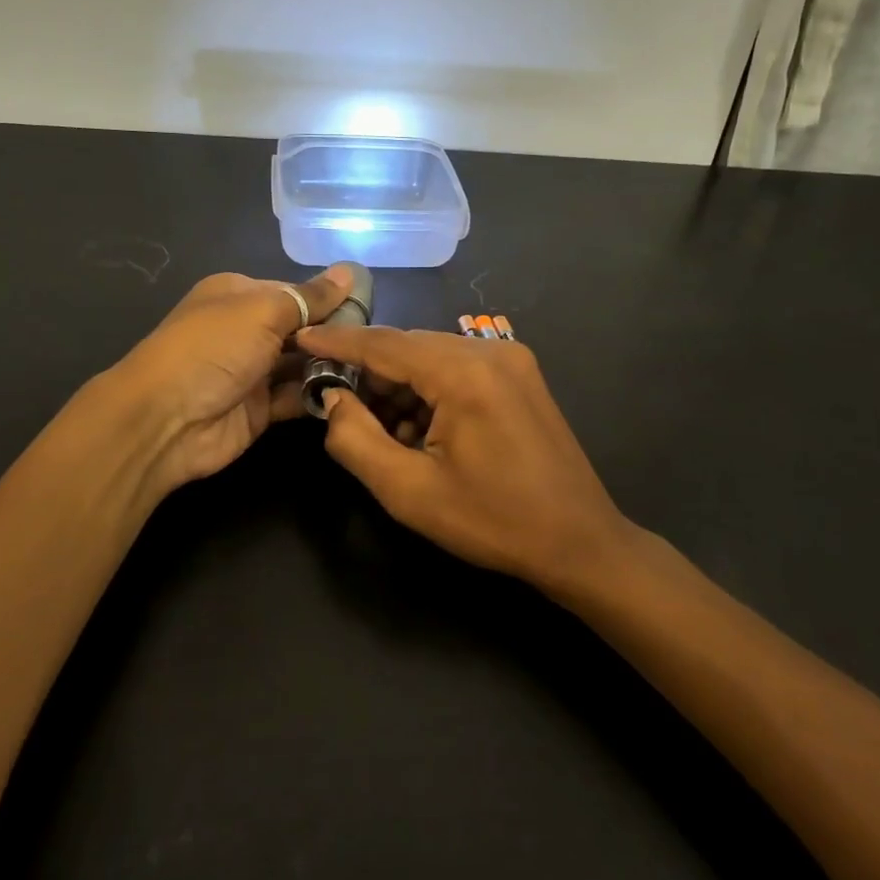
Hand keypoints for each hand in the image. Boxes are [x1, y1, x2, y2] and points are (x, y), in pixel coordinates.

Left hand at [109, 266, 354, 499]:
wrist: (165, 420)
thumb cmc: (213, 349)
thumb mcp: (263, 310)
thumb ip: (310, 297)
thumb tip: (349, 272)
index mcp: (239, 295)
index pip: (295, 292)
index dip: (329, 301)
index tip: (369, 311)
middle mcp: (245, 330)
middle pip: (301, 329)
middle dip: (334, 336)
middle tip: (376, 346)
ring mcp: (251, 371)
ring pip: (302, 364)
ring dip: (331, 367)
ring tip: (373, 370)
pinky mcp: (260, 409)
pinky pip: (297, 397)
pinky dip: (320, 395)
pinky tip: (352, 394)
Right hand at [292, 324, 636, 593]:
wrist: (579, 542)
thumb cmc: (492, 521)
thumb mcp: (408, 491)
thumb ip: (356, 439)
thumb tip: (333, 399)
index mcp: (464, 373)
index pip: (384, 344)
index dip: (337, 341)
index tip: (300, 337)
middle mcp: (490, 351)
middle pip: (409, 347)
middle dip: (369, 372)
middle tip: (335, 402)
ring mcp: (511, 360)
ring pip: (433, 357)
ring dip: (400, 385)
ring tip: (380, 430)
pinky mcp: (521, 376)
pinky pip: (458, 369)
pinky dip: (430, 391)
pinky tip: (420, 430)